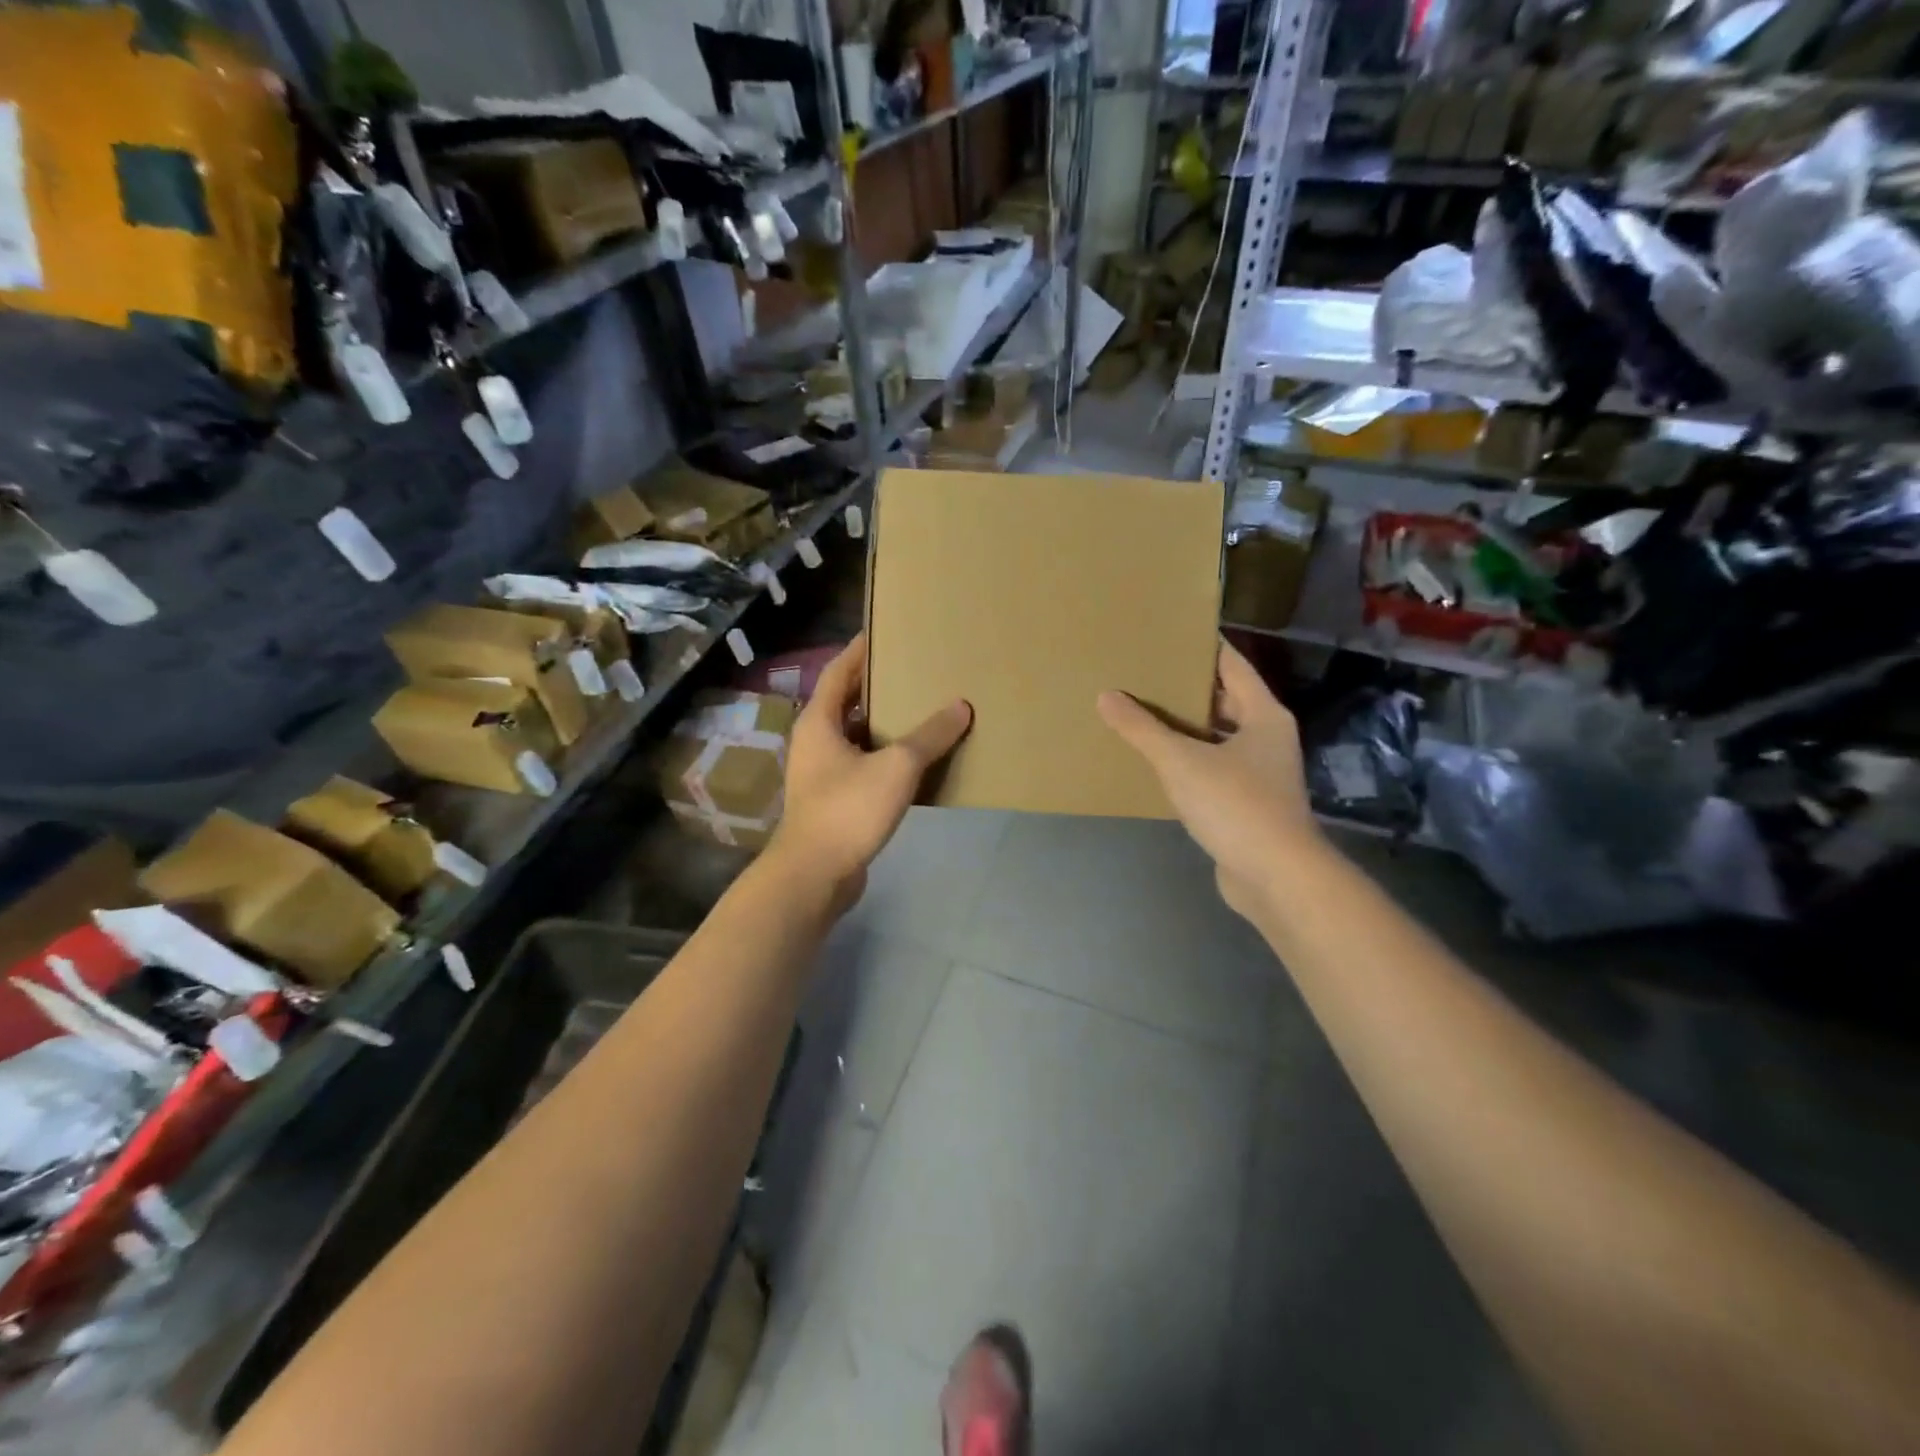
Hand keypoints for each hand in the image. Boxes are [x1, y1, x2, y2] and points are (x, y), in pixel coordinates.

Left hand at [771, 634, 971, 910]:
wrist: (814, 874)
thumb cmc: (848, 809)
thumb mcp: (897, 767)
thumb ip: (930, 736)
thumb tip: (961, 706)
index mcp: (818, 722)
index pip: (837, 673)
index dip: (858, 651)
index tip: (882, 633)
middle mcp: (813, 742)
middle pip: (844, 703)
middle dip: (874, 687)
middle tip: (909, 671)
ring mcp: (819, 774)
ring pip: (853, 738)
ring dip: (881, 724)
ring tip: (917, 711)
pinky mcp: (831, 801)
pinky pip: (859, 766)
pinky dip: (882, 757)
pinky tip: (912, 762)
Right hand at [1097, 640, 1321, 918]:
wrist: (1275, 876)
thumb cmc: (1235, 805)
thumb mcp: (1181, 761)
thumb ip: (1142, 729)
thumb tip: (1107, 696)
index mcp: (1263, 715)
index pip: (1232, 664)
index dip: (1203, 646)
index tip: (1169, 633)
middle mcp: (1267, 737)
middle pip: (1225, 700)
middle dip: (1187, 687)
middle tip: (1145, 673)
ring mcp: (1260, 772)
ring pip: (1217, 737)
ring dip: (1185, 727)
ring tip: (1141, 712)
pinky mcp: (1247, 803)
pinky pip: (1213, 768)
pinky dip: (1189, 760)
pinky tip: (1156, 762)